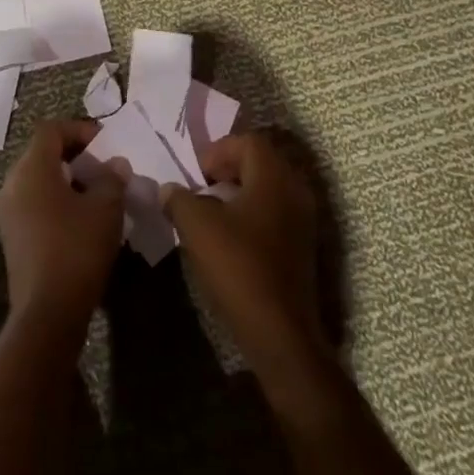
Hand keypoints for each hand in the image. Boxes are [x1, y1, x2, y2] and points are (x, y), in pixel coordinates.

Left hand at [0, 120, 125, 331]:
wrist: (47, 313)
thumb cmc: (76, 249)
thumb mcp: (105, 209)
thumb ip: (111, 178)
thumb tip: (115, 164)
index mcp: (32, 168)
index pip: (51, 130)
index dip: (79, 129)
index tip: (105, 143)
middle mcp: (13, 183)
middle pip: (42, 152)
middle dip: (75, 155)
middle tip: (104, 167)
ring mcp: (8, 211)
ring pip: (38, 179)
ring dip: (67, 179)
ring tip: (97, 194)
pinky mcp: (12, 236)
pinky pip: (34, 202)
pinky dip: (56, 200)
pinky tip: (81, 219)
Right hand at [163, 131, 328, 384]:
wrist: (280, 333)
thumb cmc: (238, 267)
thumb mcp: (196, 226)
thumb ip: (179, 198)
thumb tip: (170, 190)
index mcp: (274, 176)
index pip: (247, 142)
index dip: (218, 151)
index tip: (196, 174)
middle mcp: (295, 190)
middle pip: (260, 161)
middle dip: (228, 169)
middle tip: (202, 187)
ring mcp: (303, 220)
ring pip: (268, 188)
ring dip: (239, 192)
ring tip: (212, 212)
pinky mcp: (302, 246)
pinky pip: (275, 212)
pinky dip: (252, 214)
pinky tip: (231, 237)